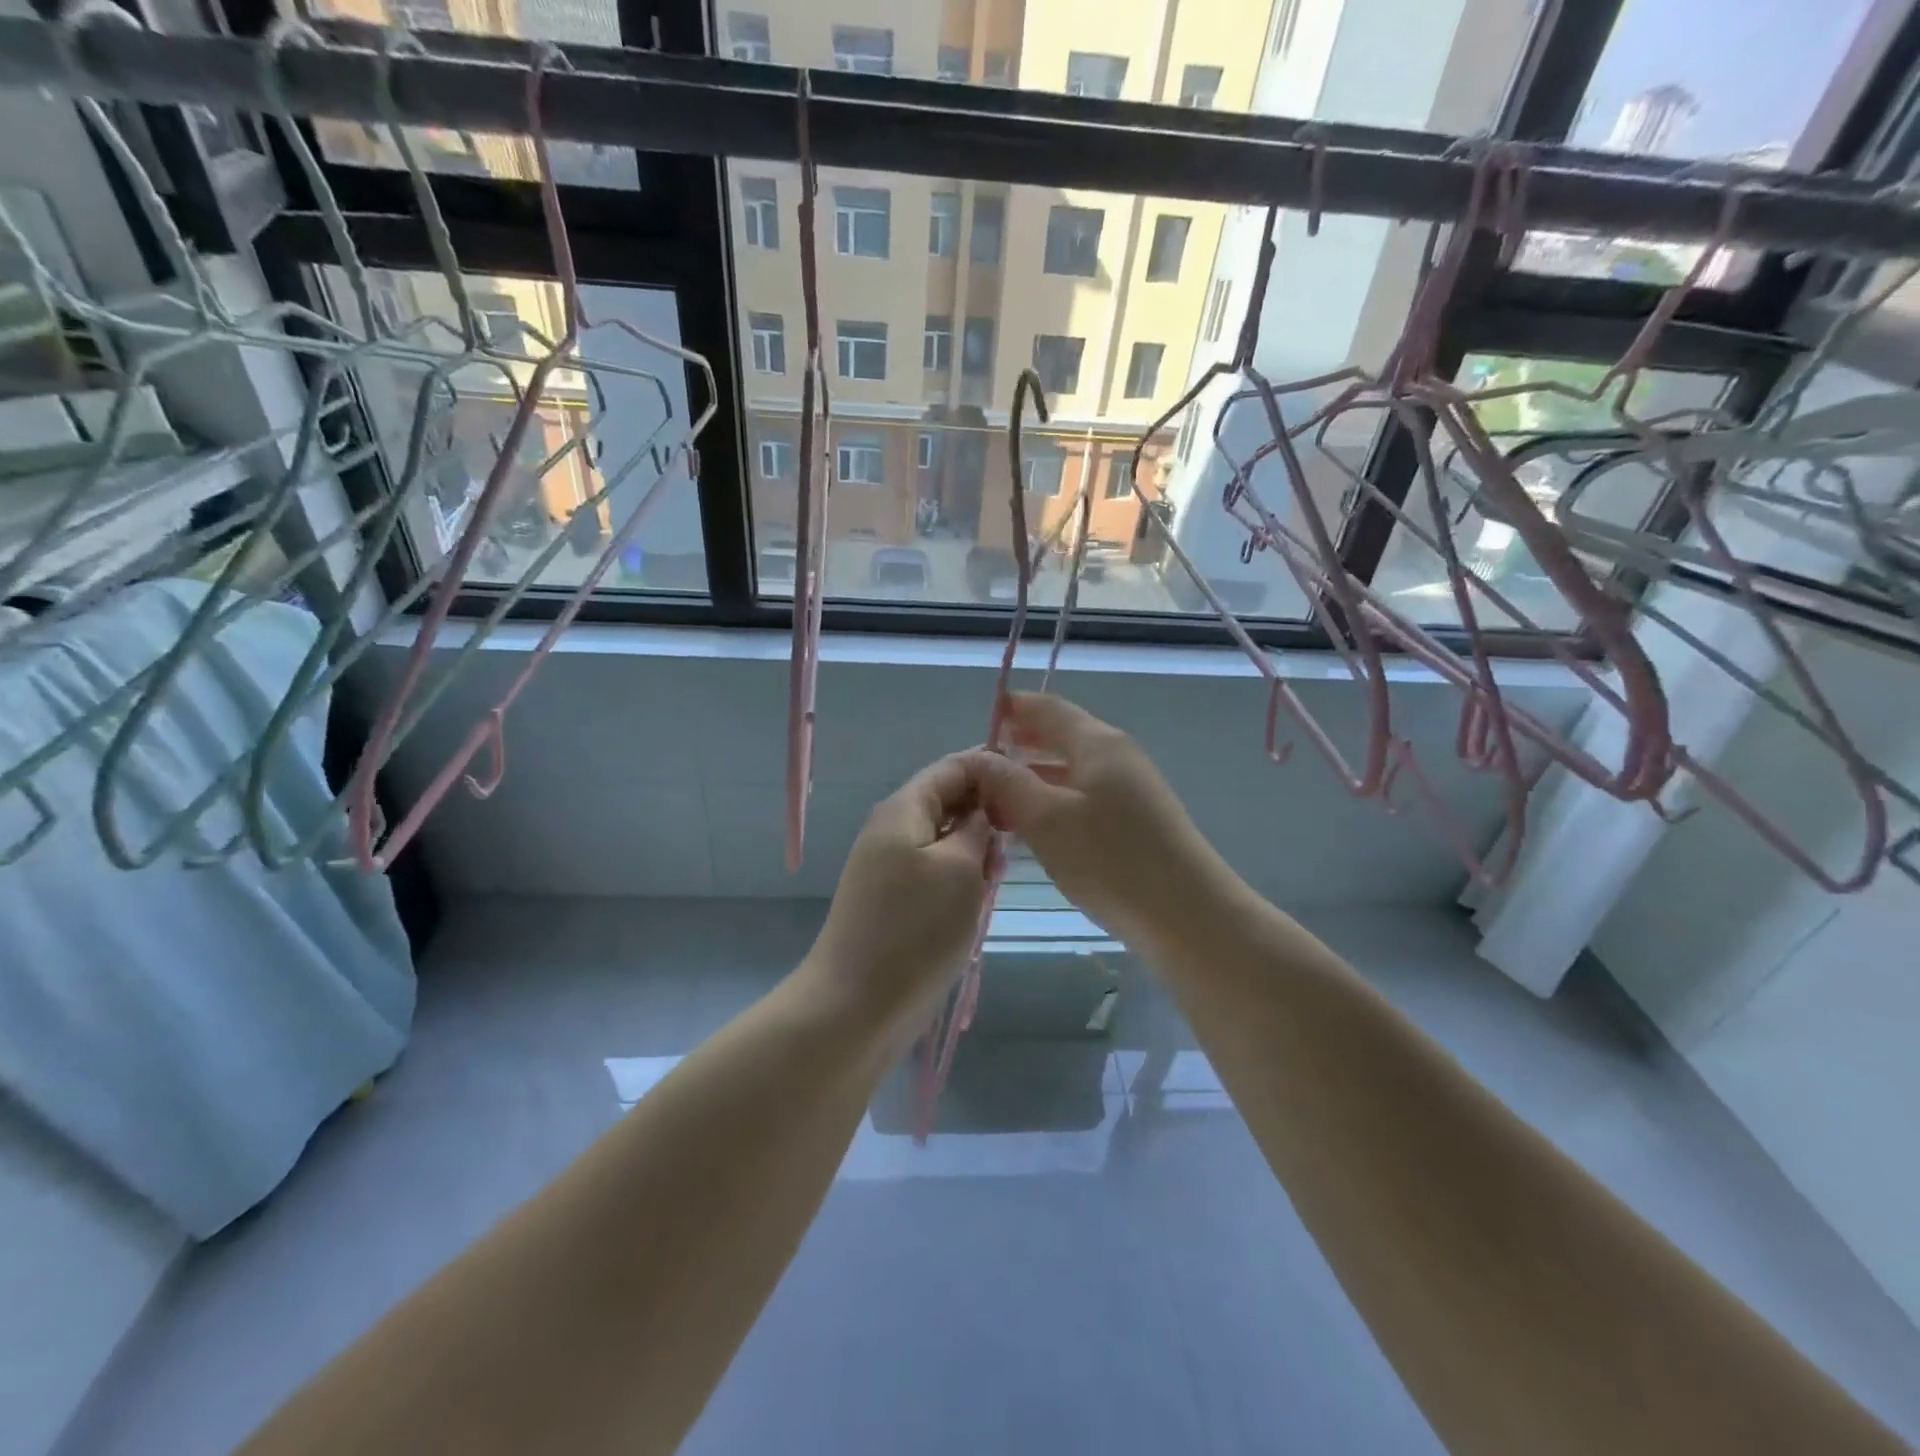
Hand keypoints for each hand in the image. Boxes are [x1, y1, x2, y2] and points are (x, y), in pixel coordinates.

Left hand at [803, 753, 998, 1040]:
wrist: (855, 1006)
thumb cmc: (915, 930)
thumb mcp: (960, 869)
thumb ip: (976, 828)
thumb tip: (982, 809)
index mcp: (904, 809)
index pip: (953, 766)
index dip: (992, 769)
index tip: (1032, 792)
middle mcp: (892, 829)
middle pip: (948, 801)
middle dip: (985, 817)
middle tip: (1013, 850)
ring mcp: (889, 866)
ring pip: (944, 839)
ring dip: (974, 852)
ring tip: (994, 882)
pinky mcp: (892, 899)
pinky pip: (934, 870)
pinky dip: (959, 878)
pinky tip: (975, 902)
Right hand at [970, 694, 1227, 946]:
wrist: (1186, 914)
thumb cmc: (1110, 859)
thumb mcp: (1046, 819)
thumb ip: (1007, 783)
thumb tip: (976, 756)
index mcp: (1097, 743)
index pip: (1048, 708)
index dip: (1013, 707)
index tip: (982, 714)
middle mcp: (1116, 756)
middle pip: (1061, 736)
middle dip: (1020, 744)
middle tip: (980, 763)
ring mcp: (1129, 790)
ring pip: (1070, 771)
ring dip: (1033, 777)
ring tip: (995, 796)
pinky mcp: (1133, 822)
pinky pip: (1082, 797)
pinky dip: (1053, 801)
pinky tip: (1032, 826)